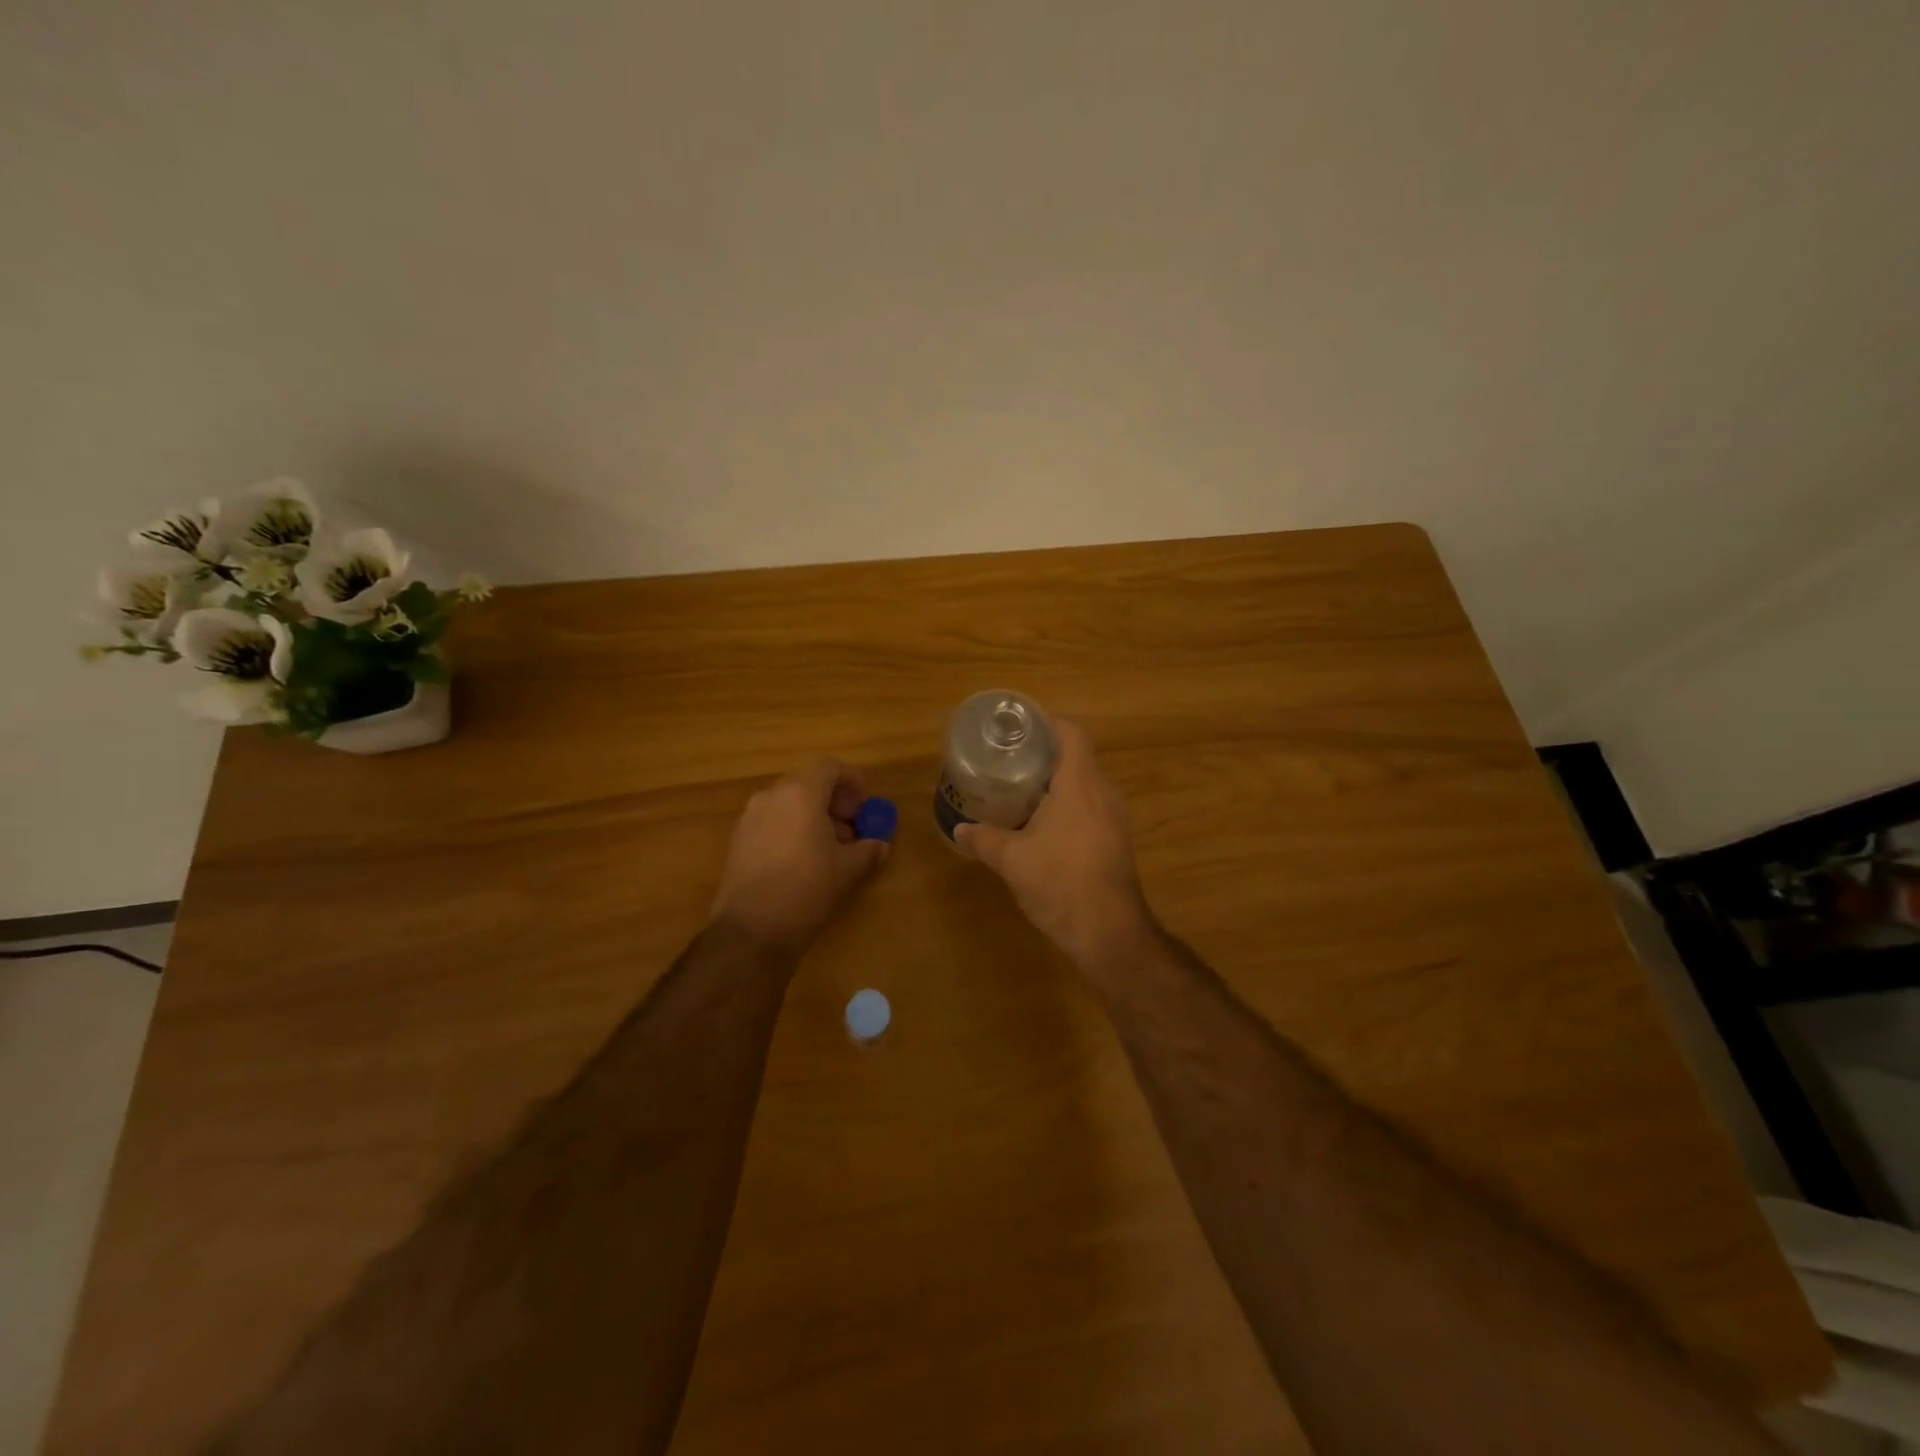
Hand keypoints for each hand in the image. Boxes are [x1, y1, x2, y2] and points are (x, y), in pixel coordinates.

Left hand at [711, 759, 888, 957]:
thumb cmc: (807, 889)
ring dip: (813, 815)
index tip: (864, 805)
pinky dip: (792, 828)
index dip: (851, 780)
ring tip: (831, 848)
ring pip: (789, 802)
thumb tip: (880, 844)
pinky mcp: (738, 839)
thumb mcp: (848, 869)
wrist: (751, 930)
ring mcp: (750, 817)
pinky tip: (804, 860)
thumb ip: (868, 849)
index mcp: (800, 793)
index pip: (829, 767)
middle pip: (807, 783)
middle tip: (852, 827)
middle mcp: (771, 796)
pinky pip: (772, 820)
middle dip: (834, 801)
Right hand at [955, 719, 1153, 968]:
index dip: (1047, 722)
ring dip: (1055, 783)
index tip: (1019, 727)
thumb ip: (983, 839)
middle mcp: (1103, 793)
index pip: (1072, 732)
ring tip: (1020, 791)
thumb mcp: (1011, 860)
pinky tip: (1042, 826)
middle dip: (1043, 755)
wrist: (1109, 932)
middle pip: (1077, 757)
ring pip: (1084, 784)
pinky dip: (1066, 806)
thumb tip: (959, 830)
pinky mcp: (1116, 840)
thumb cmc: (1060, 883)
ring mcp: (1114, 818)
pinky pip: (1090, 808)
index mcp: (1080, 784)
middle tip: (1009, 760)